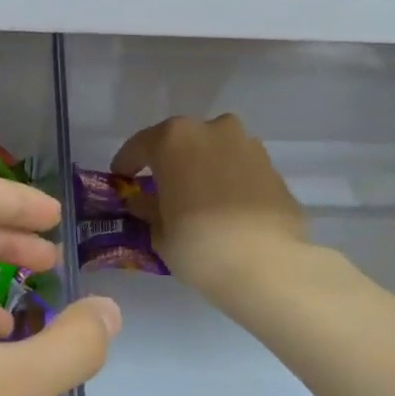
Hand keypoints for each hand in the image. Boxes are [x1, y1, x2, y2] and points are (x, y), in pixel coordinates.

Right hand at [112, 115, 307, 303]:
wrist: (267, 264)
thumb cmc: (199, 245)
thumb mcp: (160, 233)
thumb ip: (148, 210)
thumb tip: (143, 202)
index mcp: (174, 139)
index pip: (140, 145)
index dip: (127, 163)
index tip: (121, 178)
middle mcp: (213, 130)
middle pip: (182, 142)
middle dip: (170, 162)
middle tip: (162, 188)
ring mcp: (248, 145)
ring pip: (215, 152)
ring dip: (203, 169)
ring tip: (198, 199)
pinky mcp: (273, 168)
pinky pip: (240, 170)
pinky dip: (229, 182)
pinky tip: (226, 208)